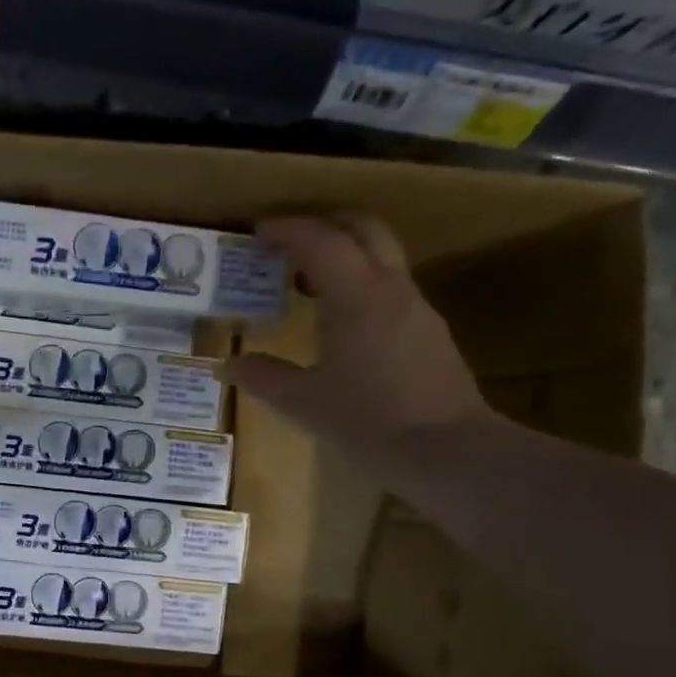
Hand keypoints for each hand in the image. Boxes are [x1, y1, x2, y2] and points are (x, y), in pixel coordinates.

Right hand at [227, 215, 489, 471]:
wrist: (448, 452)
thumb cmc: (369, 421)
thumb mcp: (304, 403)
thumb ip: (264, 378)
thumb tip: (228, 366)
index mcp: (356, 295)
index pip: (319, 240)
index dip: (286, 230)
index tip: (257, 235)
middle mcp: (391, 288)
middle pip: (363, 228)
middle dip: (324, 224)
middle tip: (288, 244)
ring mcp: (417, 308)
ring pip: (382, 257)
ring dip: (345, 256)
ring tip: (308, 286)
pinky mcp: (430, 332)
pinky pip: (391, 288)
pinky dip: (361, 286)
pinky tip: (343, 324)